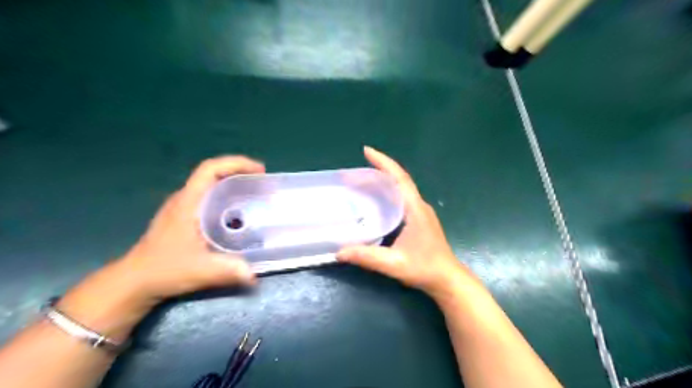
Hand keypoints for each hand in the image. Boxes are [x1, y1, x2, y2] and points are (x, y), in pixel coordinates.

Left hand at [56, 157, 265, 340]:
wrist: (134, 283)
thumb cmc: (163, 270)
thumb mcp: (199, 270)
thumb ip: (228, 271)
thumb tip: (255, 275)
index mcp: (187, 202)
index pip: (210, 169)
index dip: (236, 163)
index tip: (259, 170)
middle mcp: (185, 199)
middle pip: (213, 174)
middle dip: (240, 173)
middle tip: (263, 185)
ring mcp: (183, 208)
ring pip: (211, 186)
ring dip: (234, 185)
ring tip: (255, 196)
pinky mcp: (184, 218)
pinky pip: (209, 199)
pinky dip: (227, 199)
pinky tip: (239, 215)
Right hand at [338, 146, 476, 298]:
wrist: (447, 279)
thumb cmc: (425, 269)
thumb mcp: (394, 263)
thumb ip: (367, 257)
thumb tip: (338, 252)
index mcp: (415, 209)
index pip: (399, 178)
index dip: (383, 162)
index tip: (366, 151)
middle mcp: (418, 205)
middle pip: (398, 180)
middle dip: (377, 171)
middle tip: (353, 174)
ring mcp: (420, 212)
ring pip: (399, 189)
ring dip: (382, 182)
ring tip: (360, 183)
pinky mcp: (418, 220)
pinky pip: (400, 199)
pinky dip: (386, 194)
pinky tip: (374, 201)